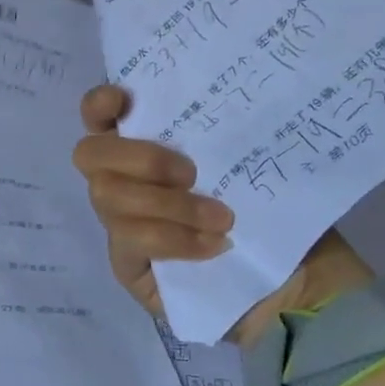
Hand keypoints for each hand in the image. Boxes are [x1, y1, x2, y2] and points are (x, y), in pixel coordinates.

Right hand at [72, 84, 372, 344]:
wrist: (295, 286)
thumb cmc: (275, 214)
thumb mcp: (261, 166)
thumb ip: (228, 138)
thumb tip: (223, 109)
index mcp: (146, 146)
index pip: (99, 117)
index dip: (99, 105)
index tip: (124, 100)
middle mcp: (123, 181)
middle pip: (90, 155)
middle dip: (139, 158)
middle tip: (191, 173)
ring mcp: (121, 225)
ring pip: (108, 198)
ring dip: (166, 203)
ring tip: (221, 218)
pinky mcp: (128, 267)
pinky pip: (132, 242)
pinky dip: (172, 238)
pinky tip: (213, 248)